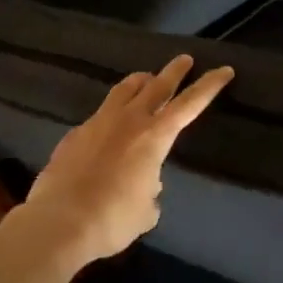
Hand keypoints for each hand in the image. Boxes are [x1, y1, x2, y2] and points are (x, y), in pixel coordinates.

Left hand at [22, 55, 234, 266]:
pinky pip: (99, 115)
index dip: (209, 86)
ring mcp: (98, 123)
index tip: (224, 70)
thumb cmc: (112, 219)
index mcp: (154, 137)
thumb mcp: (146, 211)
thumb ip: (151, 190)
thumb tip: (145, 182)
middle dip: (174, 71)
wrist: (58, 223)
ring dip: (140, 81)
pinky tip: (108, 129)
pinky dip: (112, 115)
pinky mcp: (74, 134)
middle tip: (184, 59)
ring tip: (145, 79)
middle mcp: (128, 120)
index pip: (189, 104)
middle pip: (157, 84)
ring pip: (123, 89)